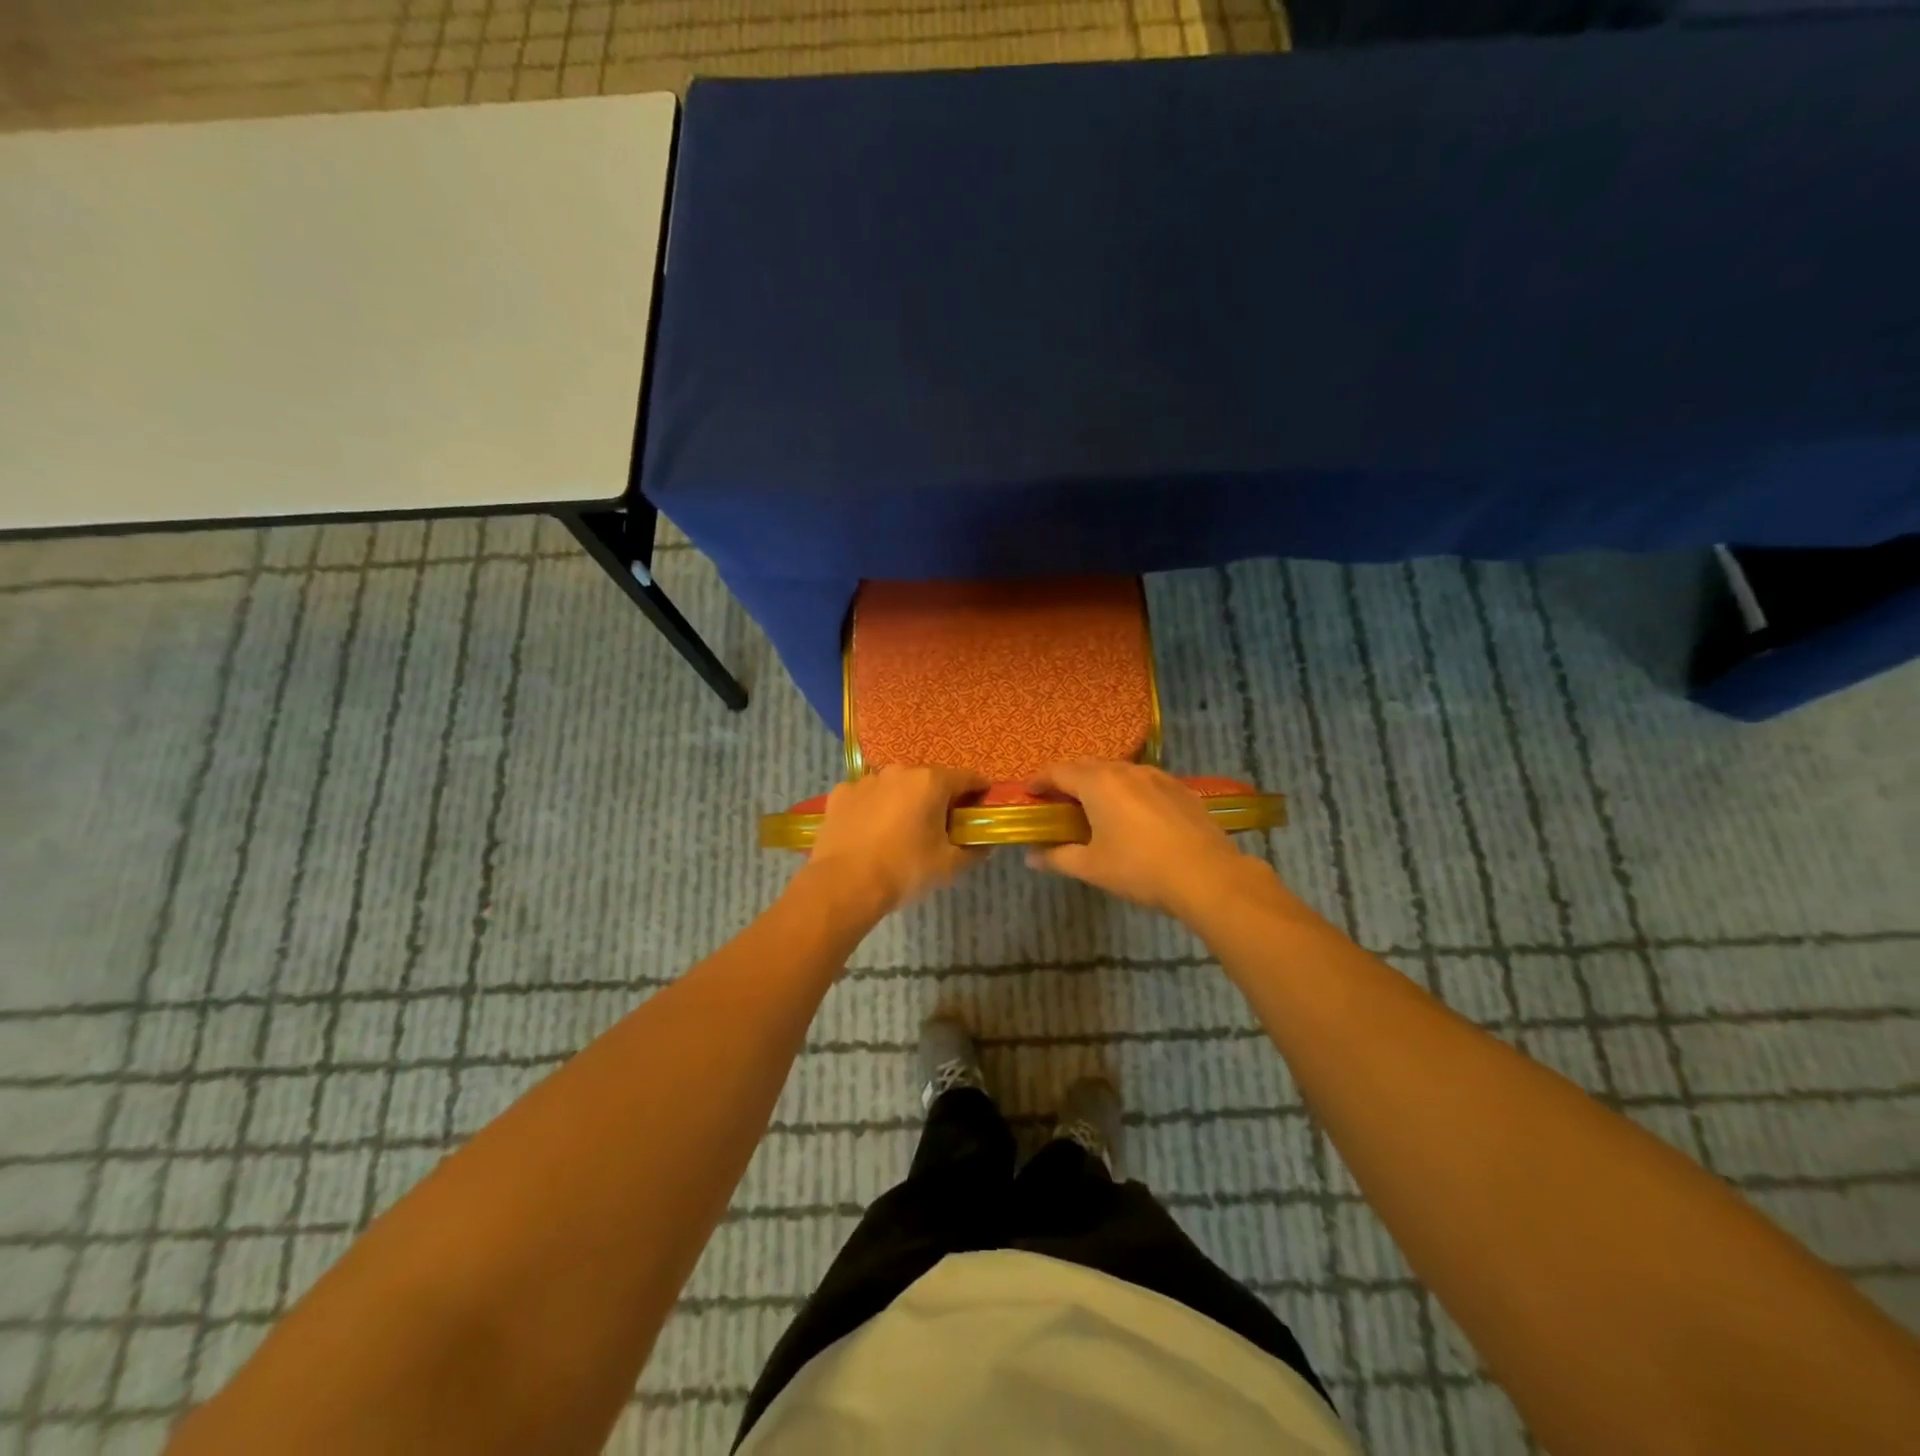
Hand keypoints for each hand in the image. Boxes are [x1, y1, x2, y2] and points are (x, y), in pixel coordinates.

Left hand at [802, 765, 988, 916]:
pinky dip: (873, 808)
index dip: (978, 792)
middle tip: (939, 828)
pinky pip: (867, 796)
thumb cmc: (904, 870)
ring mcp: (866, 780)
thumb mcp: (948, 866)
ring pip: (896, 787)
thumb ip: (973, 851)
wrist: (843, 884)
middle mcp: (899, 771)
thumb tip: (985, 845)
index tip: (980, 809)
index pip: (967, 778)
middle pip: (930, 780)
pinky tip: (870, 832)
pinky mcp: (840, 793)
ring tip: (900, 832)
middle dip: (938, 799)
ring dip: (904, 801)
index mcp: (931, 782)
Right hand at [1025, 760, 1262, 918]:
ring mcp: (1157, 777)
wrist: (1207, 876)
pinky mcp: (1180, 789)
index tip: (1029, 792)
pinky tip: (1132, 813)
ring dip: (1099, 783)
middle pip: (1087, 766)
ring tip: (1093, 806)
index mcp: (1098, 784)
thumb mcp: (1092, 867)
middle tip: (1057, 800)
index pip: (1058, 771)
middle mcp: (1126, 770)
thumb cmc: (1140, 869)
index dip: (1040, 780)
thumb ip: (1057, 857)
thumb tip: (1030, 856)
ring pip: (1118, 771)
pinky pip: (1143, 781)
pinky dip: (1127, 790)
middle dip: (1068, 779)